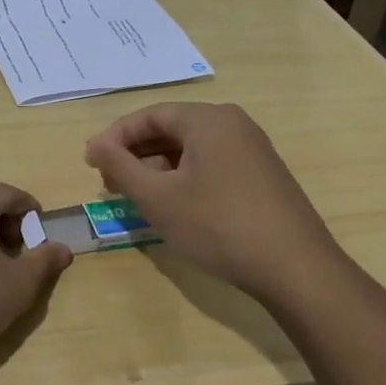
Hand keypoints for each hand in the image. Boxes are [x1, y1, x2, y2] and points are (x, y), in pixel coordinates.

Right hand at [84, 102, 351, 311]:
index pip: (149, 115)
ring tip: (135, 196)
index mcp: (208, 119)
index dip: (115, 137)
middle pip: (171, 129)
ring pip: (190, 148)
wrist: (295, 269)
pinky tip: (172, 204)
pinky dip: (183, 177)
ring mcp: (252, 149)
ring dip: (157, 167)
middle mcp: (233, 124)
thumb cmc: (218, 226)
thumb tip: (95, 145)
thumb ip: (120, 167)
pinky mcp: (262, 174)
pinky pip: (211, 163)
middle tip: (108, 181)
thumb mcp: (158, 198)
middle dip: (135, 153)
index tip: (91, 163)